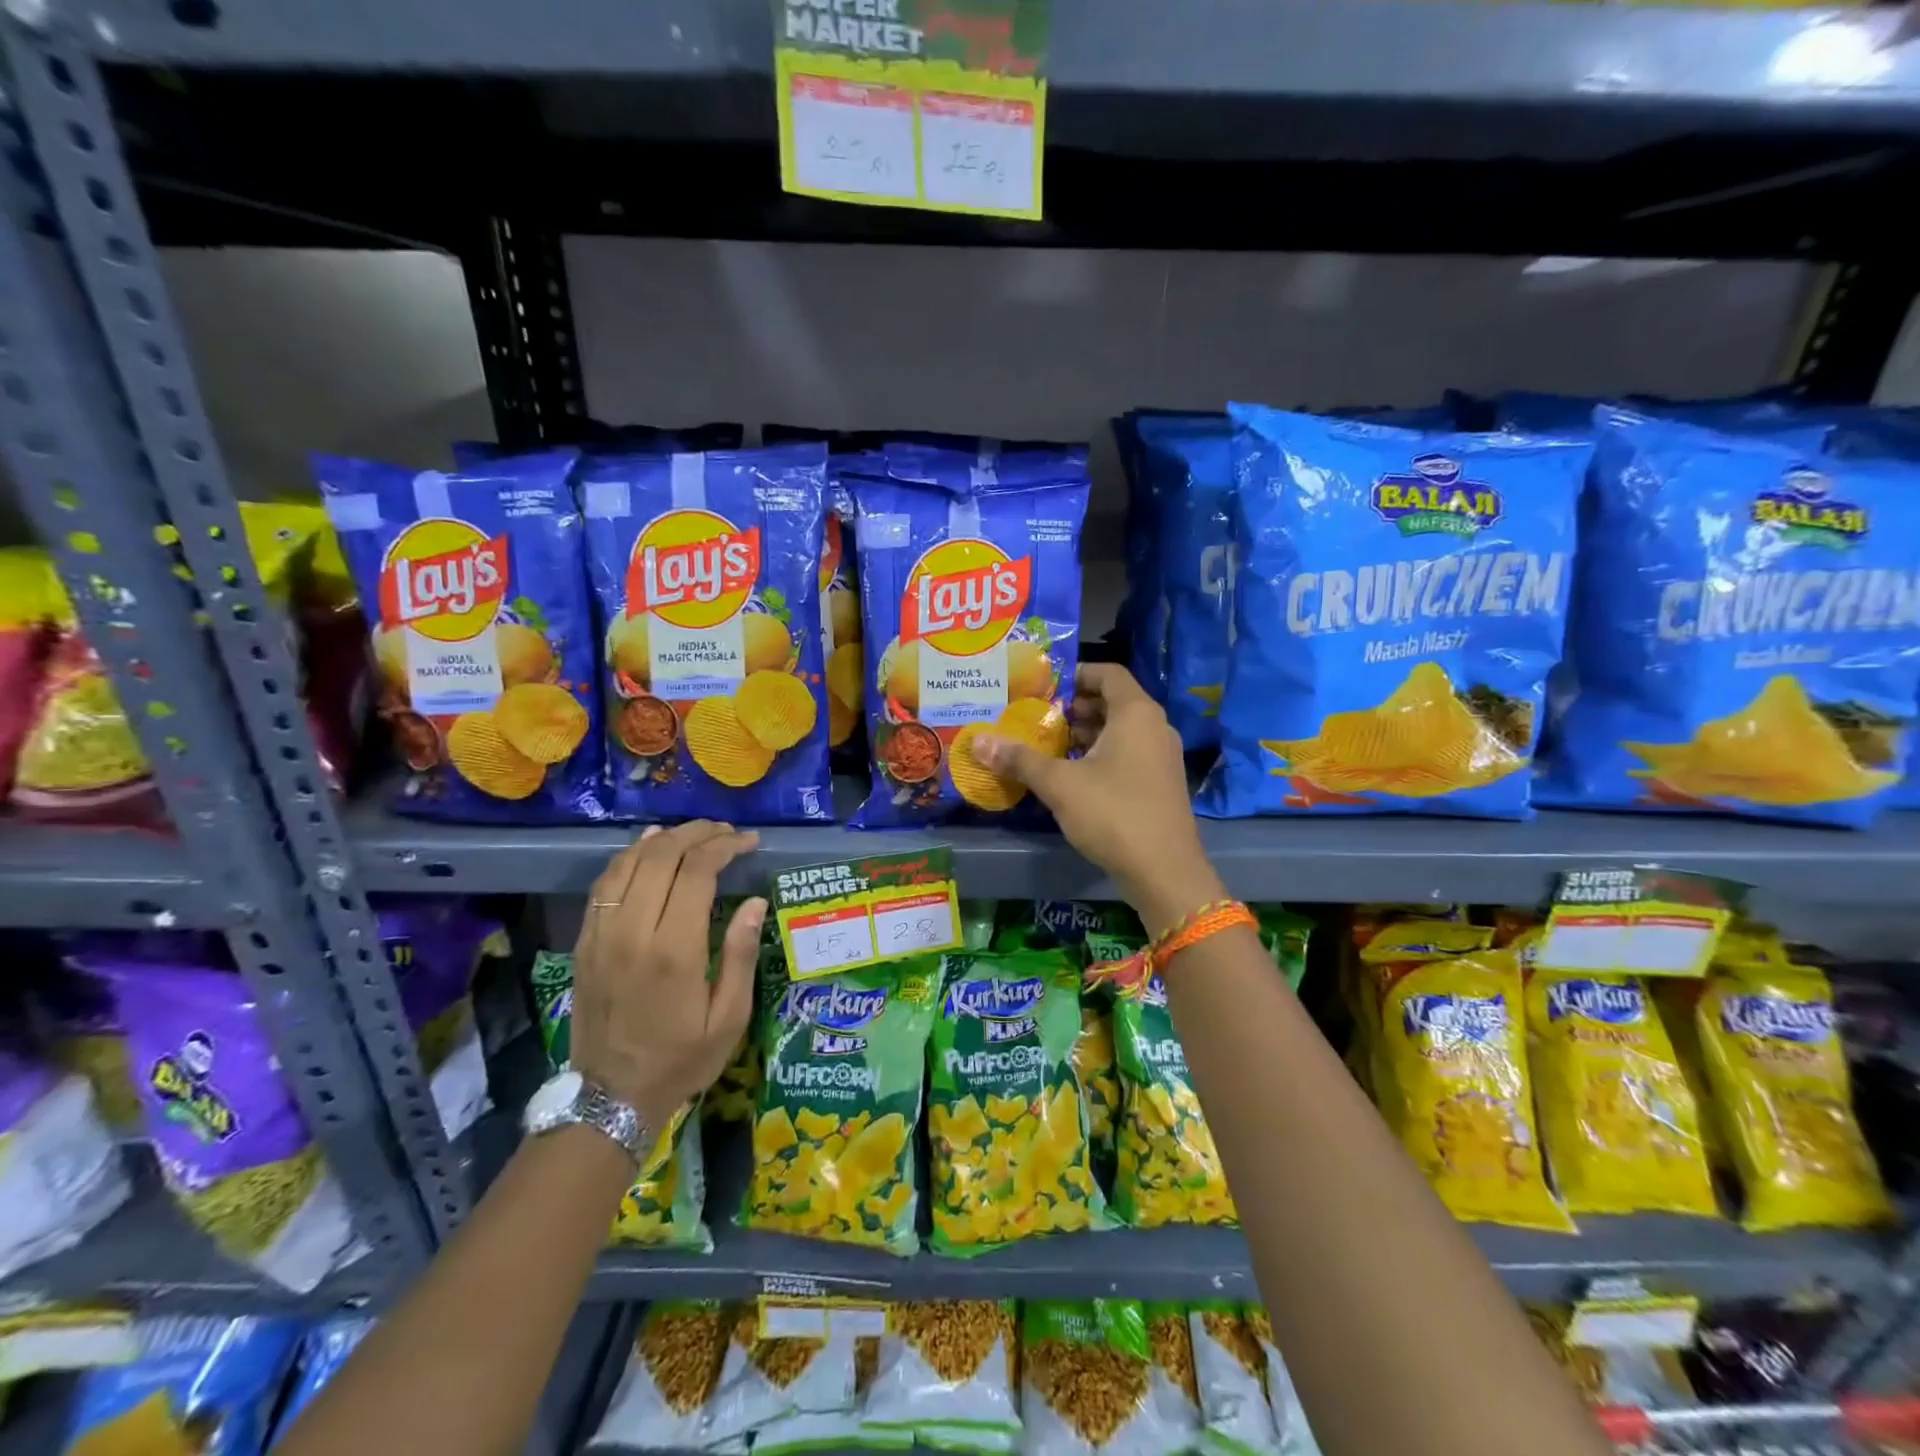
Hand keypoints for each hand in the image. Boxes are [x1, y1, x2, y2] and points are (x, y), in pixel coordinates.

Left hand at [570, 822, 765, 1136]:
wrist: (609, 1098)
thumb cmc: (680, 1059)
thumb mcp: (728, 1018)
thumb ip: (740, 955)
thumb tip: (755, 902)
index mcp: (674, 950)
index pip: (696, 872)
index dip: (724, 847)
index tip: (749, 841)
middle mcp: (633, 932)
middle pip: (661, 857)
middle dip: (697, 834)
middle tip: (726, 832)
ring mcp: (602, 935)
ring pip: (628, 863)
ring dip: (663, 839)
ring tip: (693, 832)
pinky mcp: (585, 943)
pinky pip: (604, 885)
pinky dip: (628, 857)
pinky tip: (648, 847)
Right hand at [973, 663, 1224, 936]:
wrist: (1164, 872)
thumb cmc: (1113, 814)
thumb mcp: (1059, 784)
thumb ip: (1020, 759)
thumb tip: (978, 742)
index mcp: (1136, 713)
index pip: (1108, 673)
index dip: (1075, 674)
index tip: (1044, 687)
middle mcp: (1155, 727)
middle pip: (1113, 701)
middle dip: (1075, 707)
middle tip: (1038, 718)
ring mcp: (1162, 757)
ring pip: (1121, 731)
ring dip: (1086, 734)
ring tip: (1048, 745)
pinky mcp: (1162, 783)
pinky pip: (1129, 754)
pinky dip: (1101, 755)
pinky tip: (1072, 776)